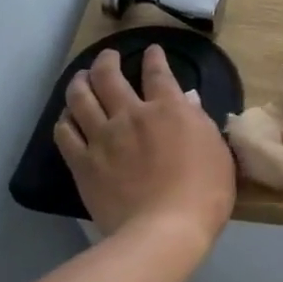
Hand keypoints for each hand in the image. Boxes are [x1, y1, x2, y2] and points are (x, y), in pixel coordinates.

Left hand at [55, 45, 235, 251]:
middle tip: (108, 57)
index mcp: (168, 110)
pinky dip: (65, 120)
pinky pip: (65, 133)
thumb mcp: (218, 152)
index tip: (152, 51)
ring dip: (79, 82)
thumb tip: (187, 101)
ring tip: (80, 77)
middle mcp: (131, 115)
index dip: (155, 58)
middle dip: (107, 61)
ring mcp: (102, 138)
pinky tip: (67, 117)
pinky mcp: (83, 163)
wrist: (165, 230)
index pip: (158, 73)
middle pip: (109, 76)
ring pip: (80, 97)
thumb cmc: (204, 193)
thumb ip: (200, 122)